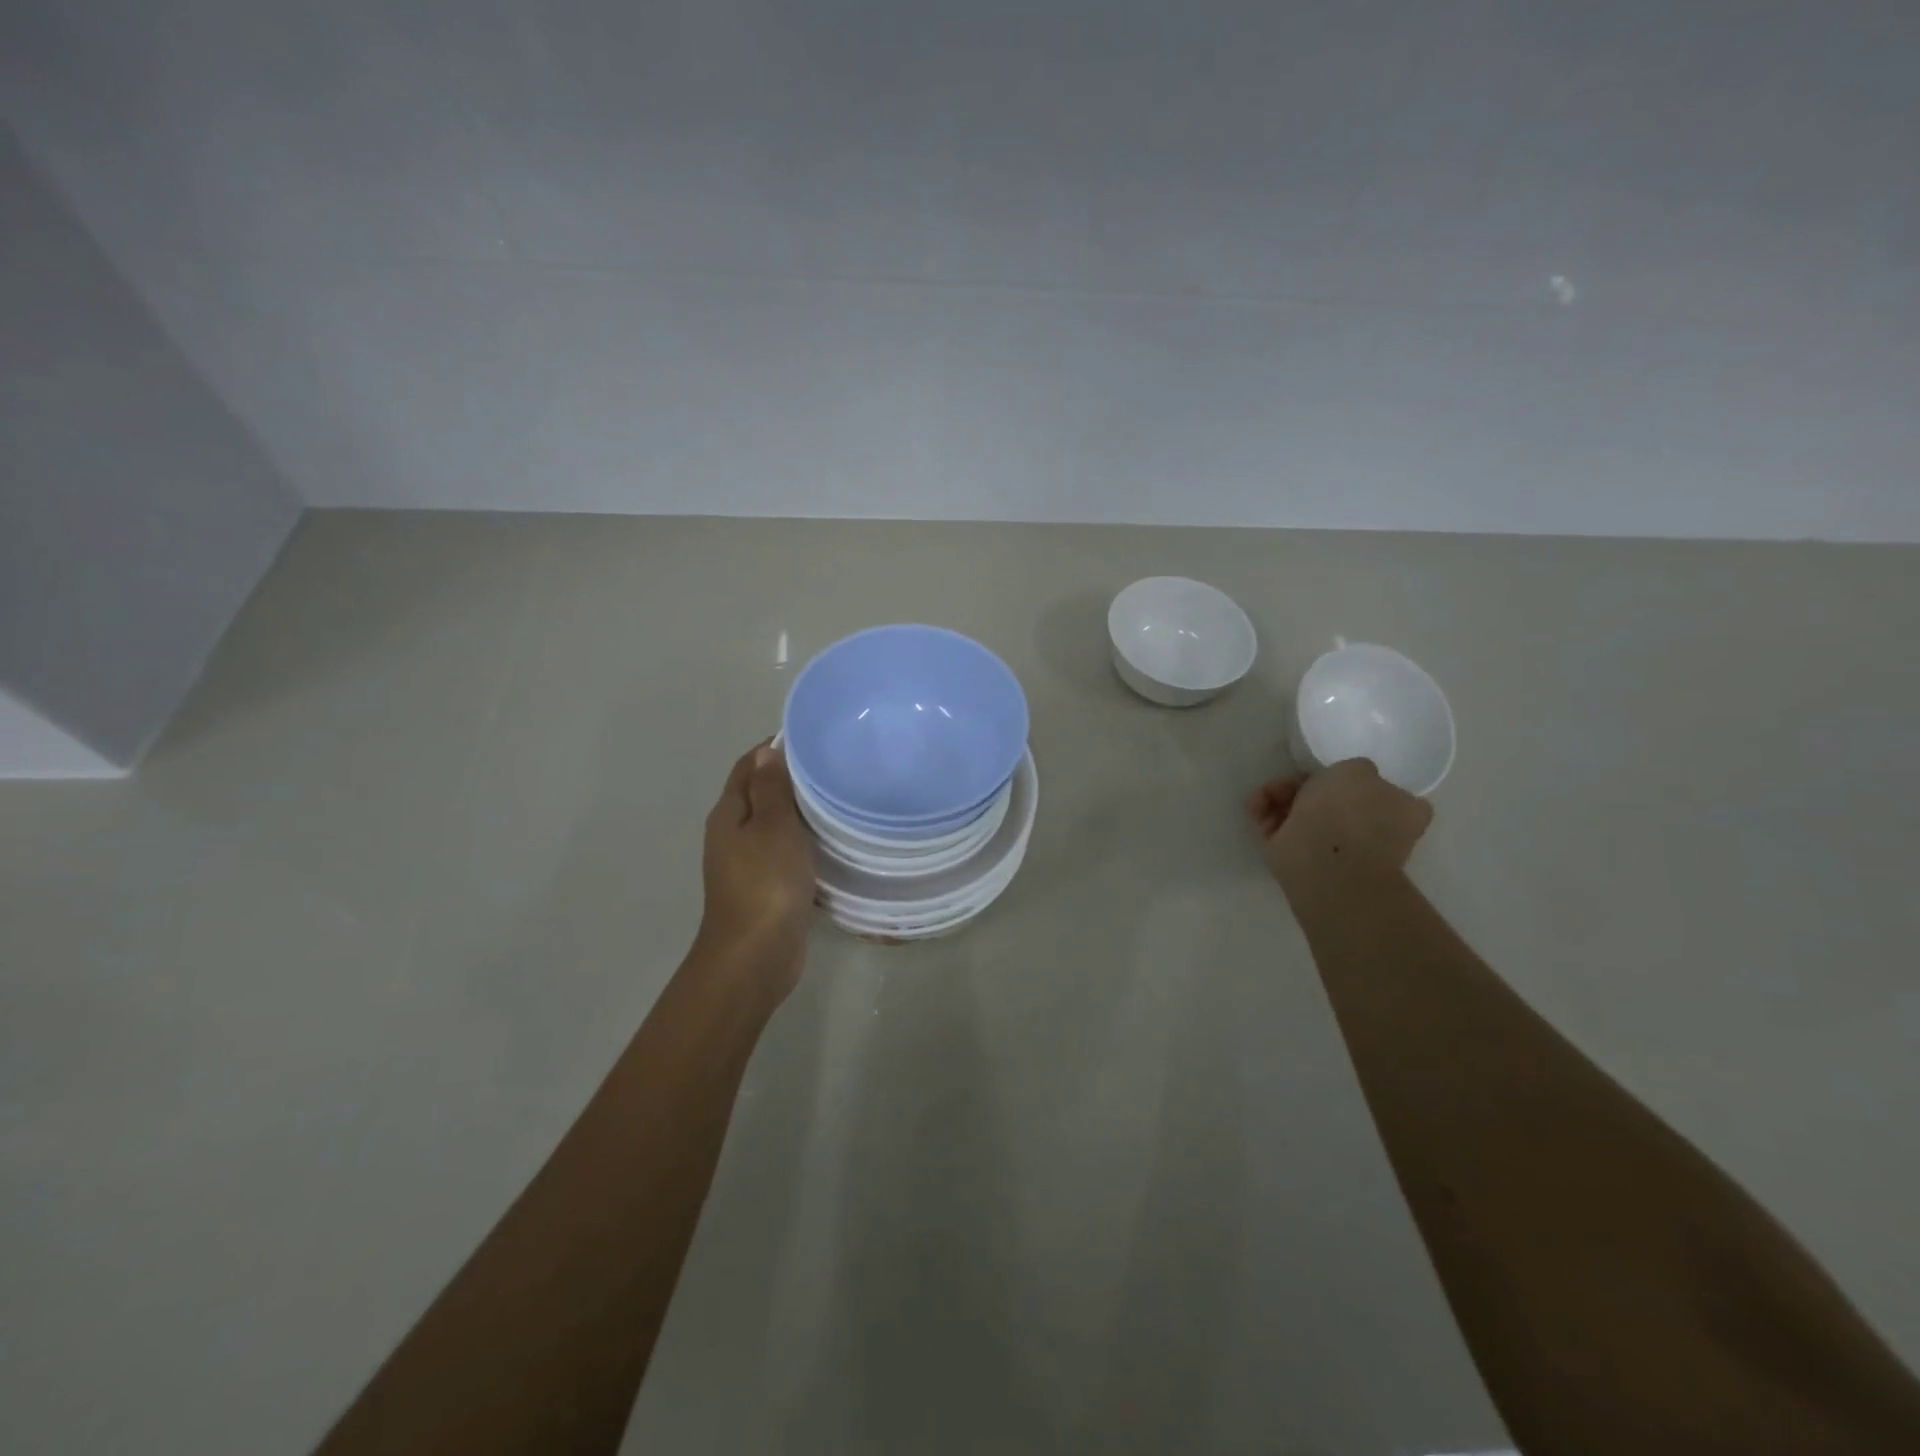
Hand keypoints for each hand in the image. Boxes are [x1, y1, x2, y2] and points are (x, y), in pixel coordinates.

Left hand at [696, 741, 815, 1000]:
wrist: (755, 955)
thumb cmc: (765, 883)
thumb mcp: (772, 826)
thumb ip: (770, 788)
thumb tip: (767, 751)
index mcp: (729, 813)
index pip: (749, 765)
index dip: (776, 747)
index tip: (815, 738)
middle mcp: (733, 833)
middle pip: (762, 793)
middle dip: (794, 778)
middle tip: (837, 767)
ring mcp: (748, 862)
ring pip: (777, 824)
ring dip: (802, 812)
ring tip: (842, 798)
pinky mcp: (767, 887)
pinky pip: (787, 852)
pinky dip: (806, 842)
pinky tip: (834, 842)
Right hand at [1247, 758, 1432, 903]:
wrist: (1327, 865)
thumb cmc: (1349, 812)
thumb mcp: (1358, 769)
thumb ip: (1354, 769)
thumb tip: (1343, 780)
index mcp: (1400, 812)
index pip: (1374, 790)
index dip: (1346, 780)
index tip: (1323, 773)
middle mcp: (1370, 830)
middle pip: (1331, 801)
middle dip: (1303, 787)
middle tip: (1285, 782)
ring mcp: (1337, 848)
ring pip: (1305, 815)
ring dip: (1280, 800)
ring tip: (1262, 797)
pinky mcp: (1302, 860)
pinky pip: (1283, 832)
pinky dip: (1266, 816)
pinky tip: (1254, 807)